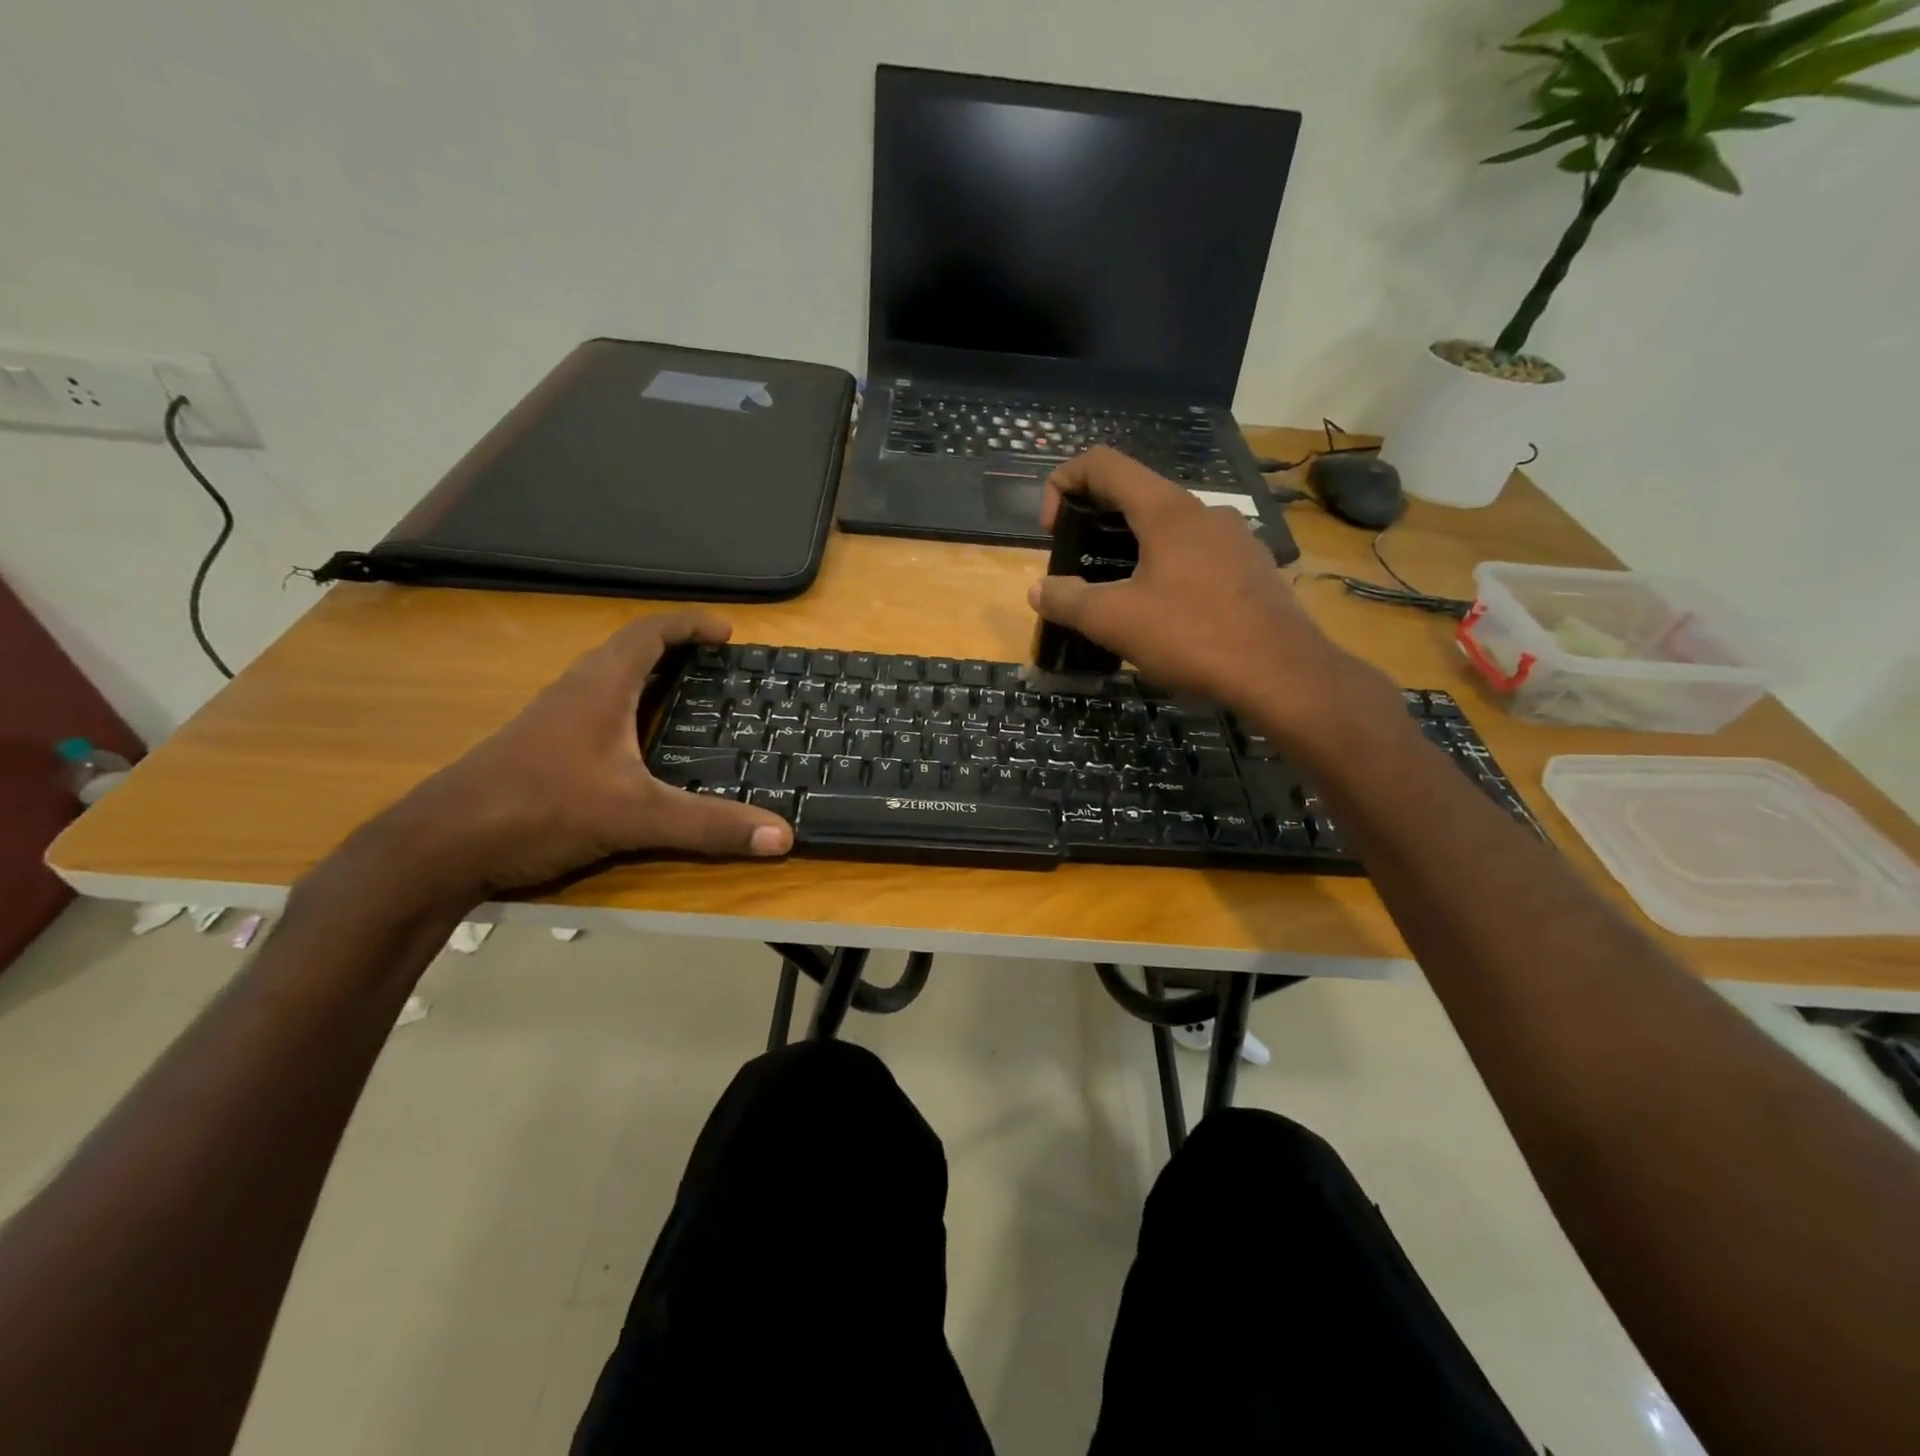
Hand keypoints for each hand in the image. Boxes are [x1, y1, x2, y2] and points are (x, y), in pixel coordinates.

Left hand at [362, 611, 790, 900]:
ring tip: (686, 696)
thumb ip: (709, 826)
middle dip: (674, 649)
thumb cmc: (539, 809)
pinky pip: (594, 710)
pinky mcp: (539, 749)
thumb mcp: (636, 817)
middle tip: (715, 665)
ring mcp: (551, 720)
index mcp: (600, 688)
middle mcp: (574, 693)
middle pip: (628, 651)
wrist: (439, 846)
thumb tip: (783, 836)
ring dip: (647, 677)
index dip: (689, 625)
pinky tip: (638, 746)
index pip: (649, 634)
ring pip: (607, 681)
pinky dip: (627, 709)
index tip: (727, 632)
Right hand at [1032, 447, 1385, 735]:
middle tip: (1079, 568)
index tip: (1052, 531)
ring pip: (1168, 528)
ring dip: (1131, 550)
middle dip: (1094, 523)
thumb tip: (1038, 590)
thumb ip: (1067, 601)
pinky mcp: (1251, 568)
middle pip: (1135, 495)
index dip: (1064, 483)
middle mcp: (1202, 511)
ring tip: (1118, 597)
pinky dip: (1165, 570)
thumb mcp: (1115, 621)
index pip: (1103, 464)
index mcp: (1166, 509)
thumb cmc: (1192, 636)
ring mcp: (1234, 538)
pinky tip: (1165, 615)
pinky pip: (1196, 555)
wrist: (1281, 673)